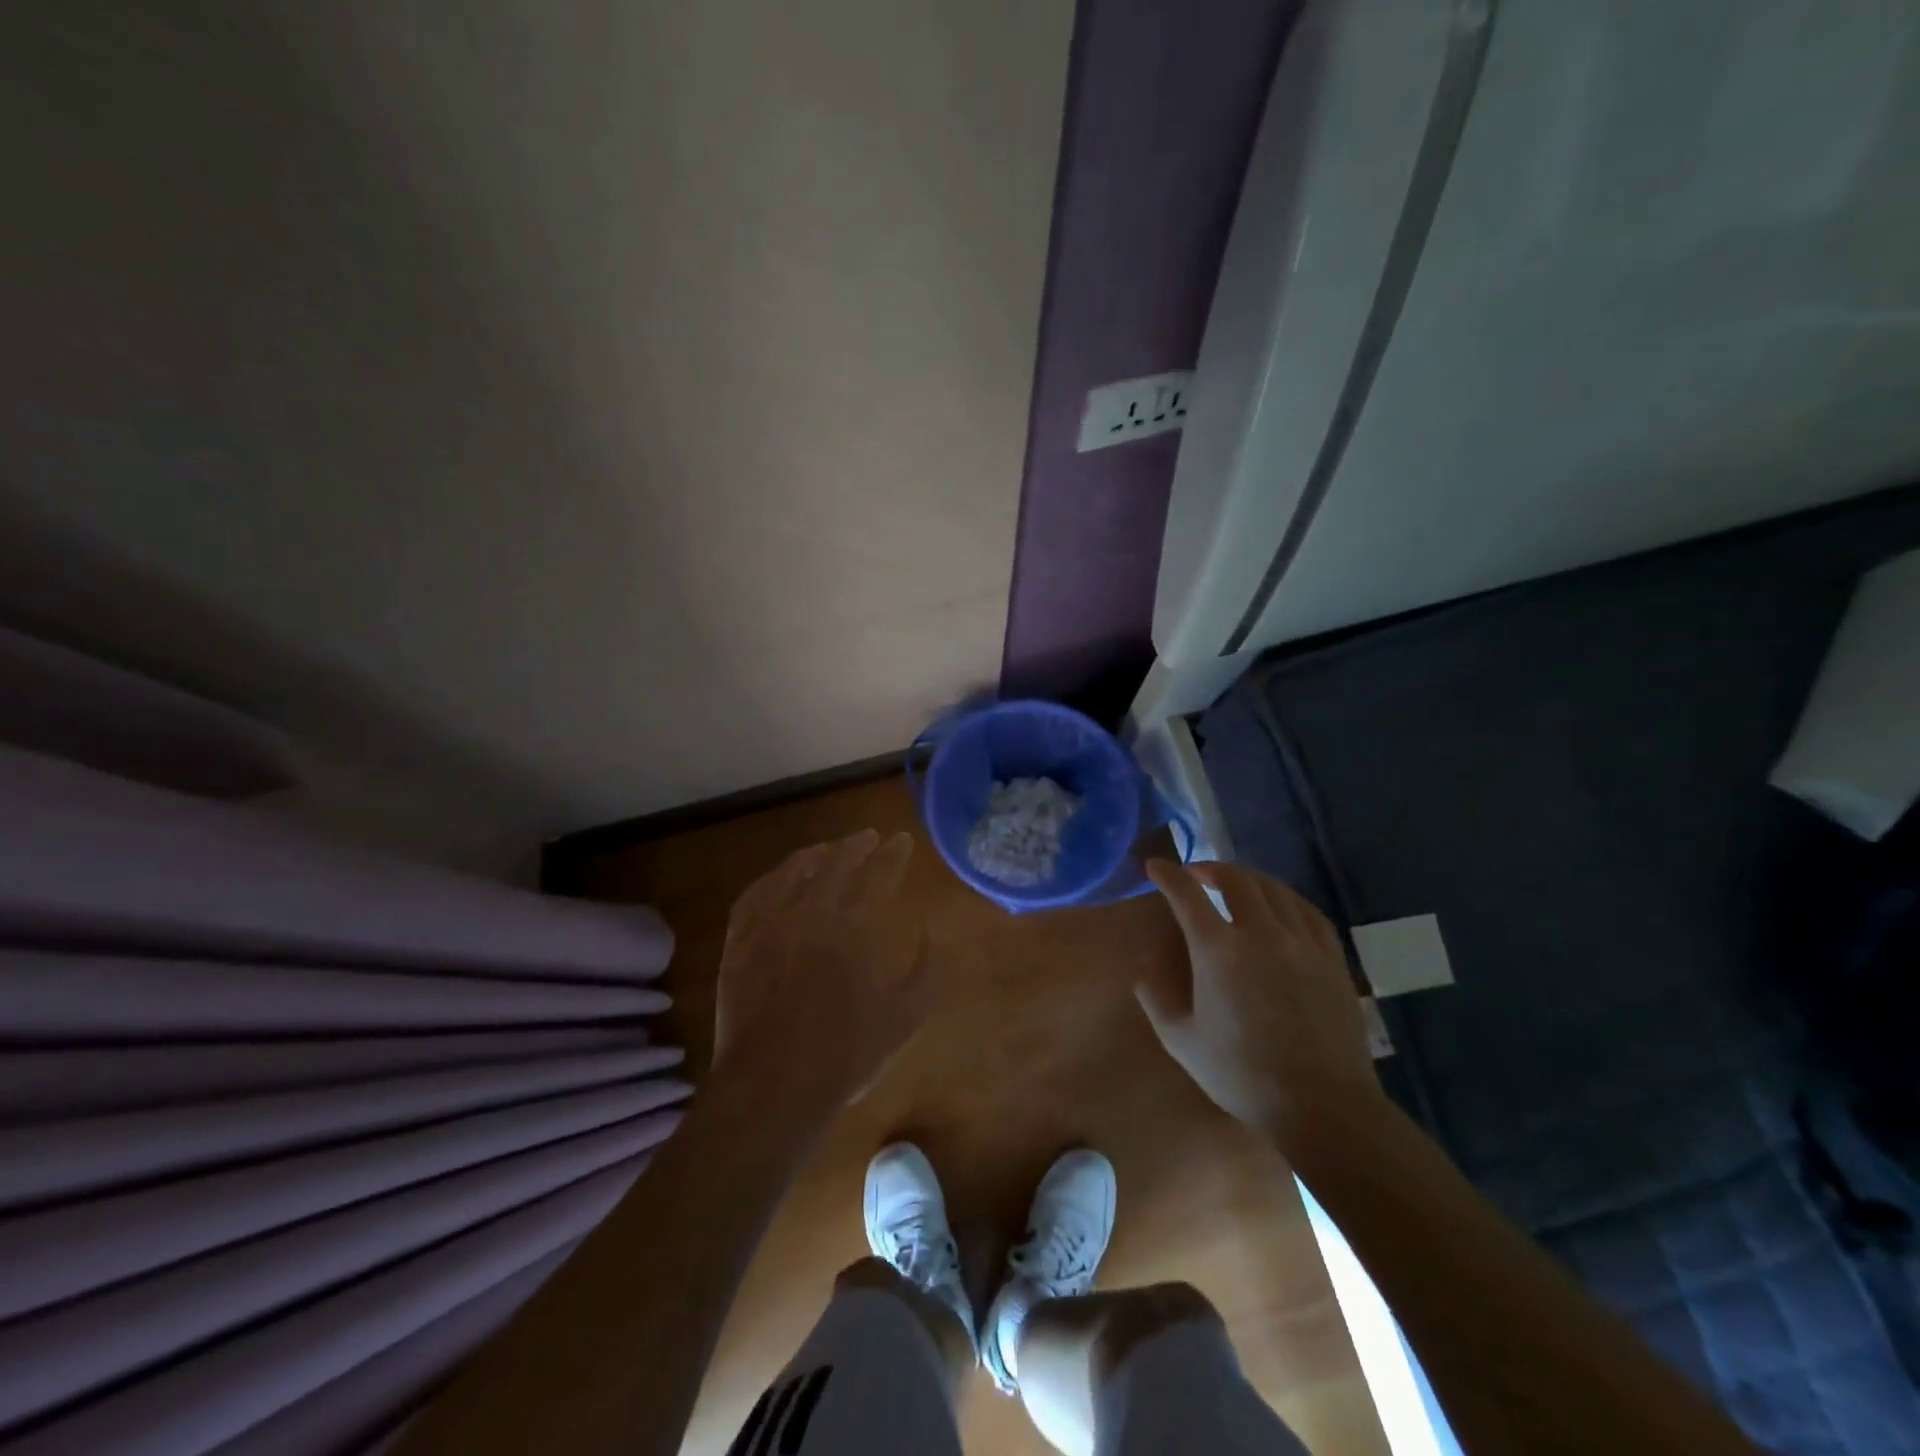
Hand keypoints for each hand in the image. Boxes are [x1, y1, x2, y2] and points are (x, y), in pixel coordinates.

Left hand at [713, 830, 930, 1122]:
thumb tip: (931, 932)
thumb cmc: (847, 1054)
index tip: (901, 839)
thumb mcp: (905, 1017)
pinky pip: (754, 895)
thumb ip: (927, 970)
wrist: (774, 1084)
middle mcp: (813, 912)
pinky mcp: (739, 942)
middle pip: (837, 864)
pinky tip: (779, 877)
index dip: (893, 853)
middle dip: (857, 845)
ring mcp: (770, 924)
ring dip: (815, 854)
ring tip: (828, 848)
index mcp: (857, 927)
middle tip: (869, 836)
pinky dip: (772, 878)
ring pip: (794, 872)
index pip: (879, 873)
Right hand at [1141, 860, 1380, 1147]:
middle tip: (1195, 874)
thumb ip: (1154, 996)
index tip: (1155, 866)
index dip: (1167, 875)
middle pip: (1235, 879)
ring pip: (1273, 889)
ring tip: (1234, 885)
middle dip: (1209, 868)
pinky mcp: (1331, 957)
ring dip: (1247, 879)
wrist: (1322, 1105)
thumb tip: (1142, 964)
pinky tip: (1279, 906)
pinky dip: (1285, 898)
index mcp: (1218, 950)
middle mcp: (1261, 933)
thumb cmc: (1242, 1074)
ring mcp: (1302, 942)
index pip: (1186, 894)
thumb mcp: (1181, 1041)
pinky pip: (1307, 911)